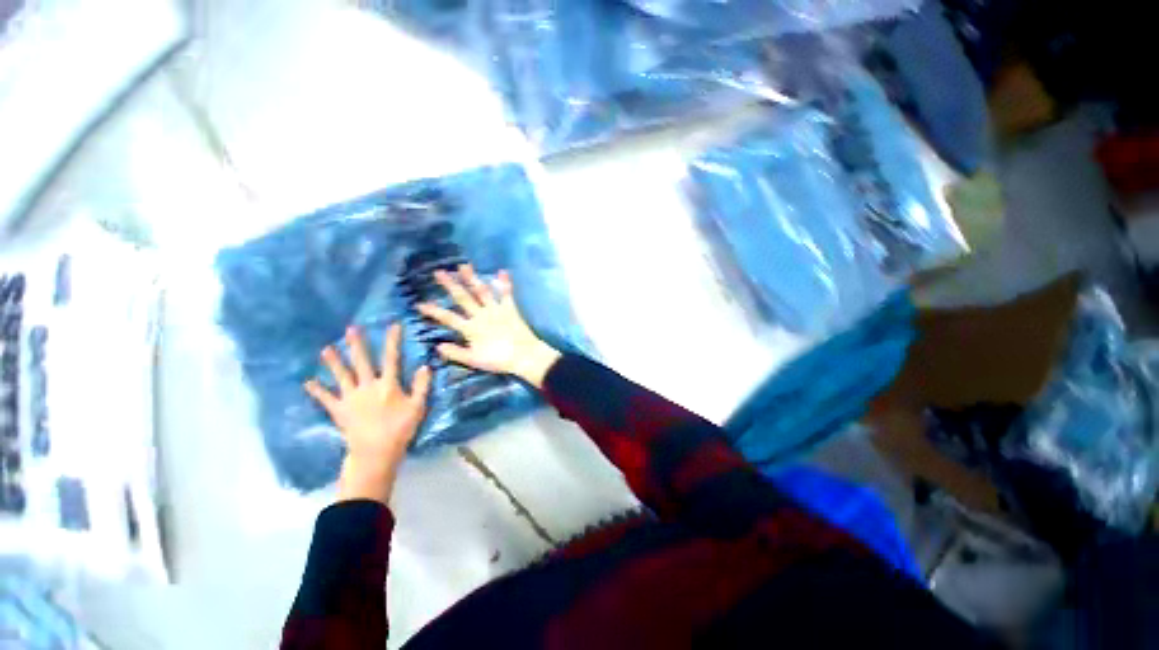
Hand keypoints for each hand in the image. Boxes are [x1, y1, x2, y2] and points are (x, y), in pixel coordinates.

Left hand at [305, 324, 431, 503]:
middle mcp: (368, 386)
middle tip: (350, 329)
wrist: (376, 452)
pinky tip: (308, 382)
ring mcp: (351, 398)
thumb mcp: (418, 407)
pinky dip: (317, 391)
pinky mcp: (339, 410)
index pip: (392, 358)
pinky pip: (326, 399)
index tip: (393, 325)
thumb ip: (421, 386)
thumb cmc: (401, 428)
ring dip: (334, 362)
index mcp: (388, 385)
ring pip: (341, 376)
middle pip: (362, 362)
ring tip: (325, 348)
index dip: (392, 341)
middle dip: (357, 345)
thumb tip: (425, 366)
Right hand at [417, 265, 560, 387]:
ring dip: (472, 278)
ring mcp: (496, 310)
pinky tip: (502, 271)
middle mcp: (481, 315)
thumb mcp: (474, 360)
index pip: (448, 318)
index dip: (433, 311)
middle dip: (450, 285)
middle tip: (439, 272)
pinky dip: (505, 283)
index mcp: (471, 328)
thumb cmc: (498, 360)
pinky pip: (507, 294)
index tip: (419, 303)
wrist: (524, 356)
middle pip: (463, 298)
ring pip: (482, 291)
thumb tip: (437, 346)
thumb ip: (456, 353)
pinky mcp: (510, 309)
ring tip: (464, 265)